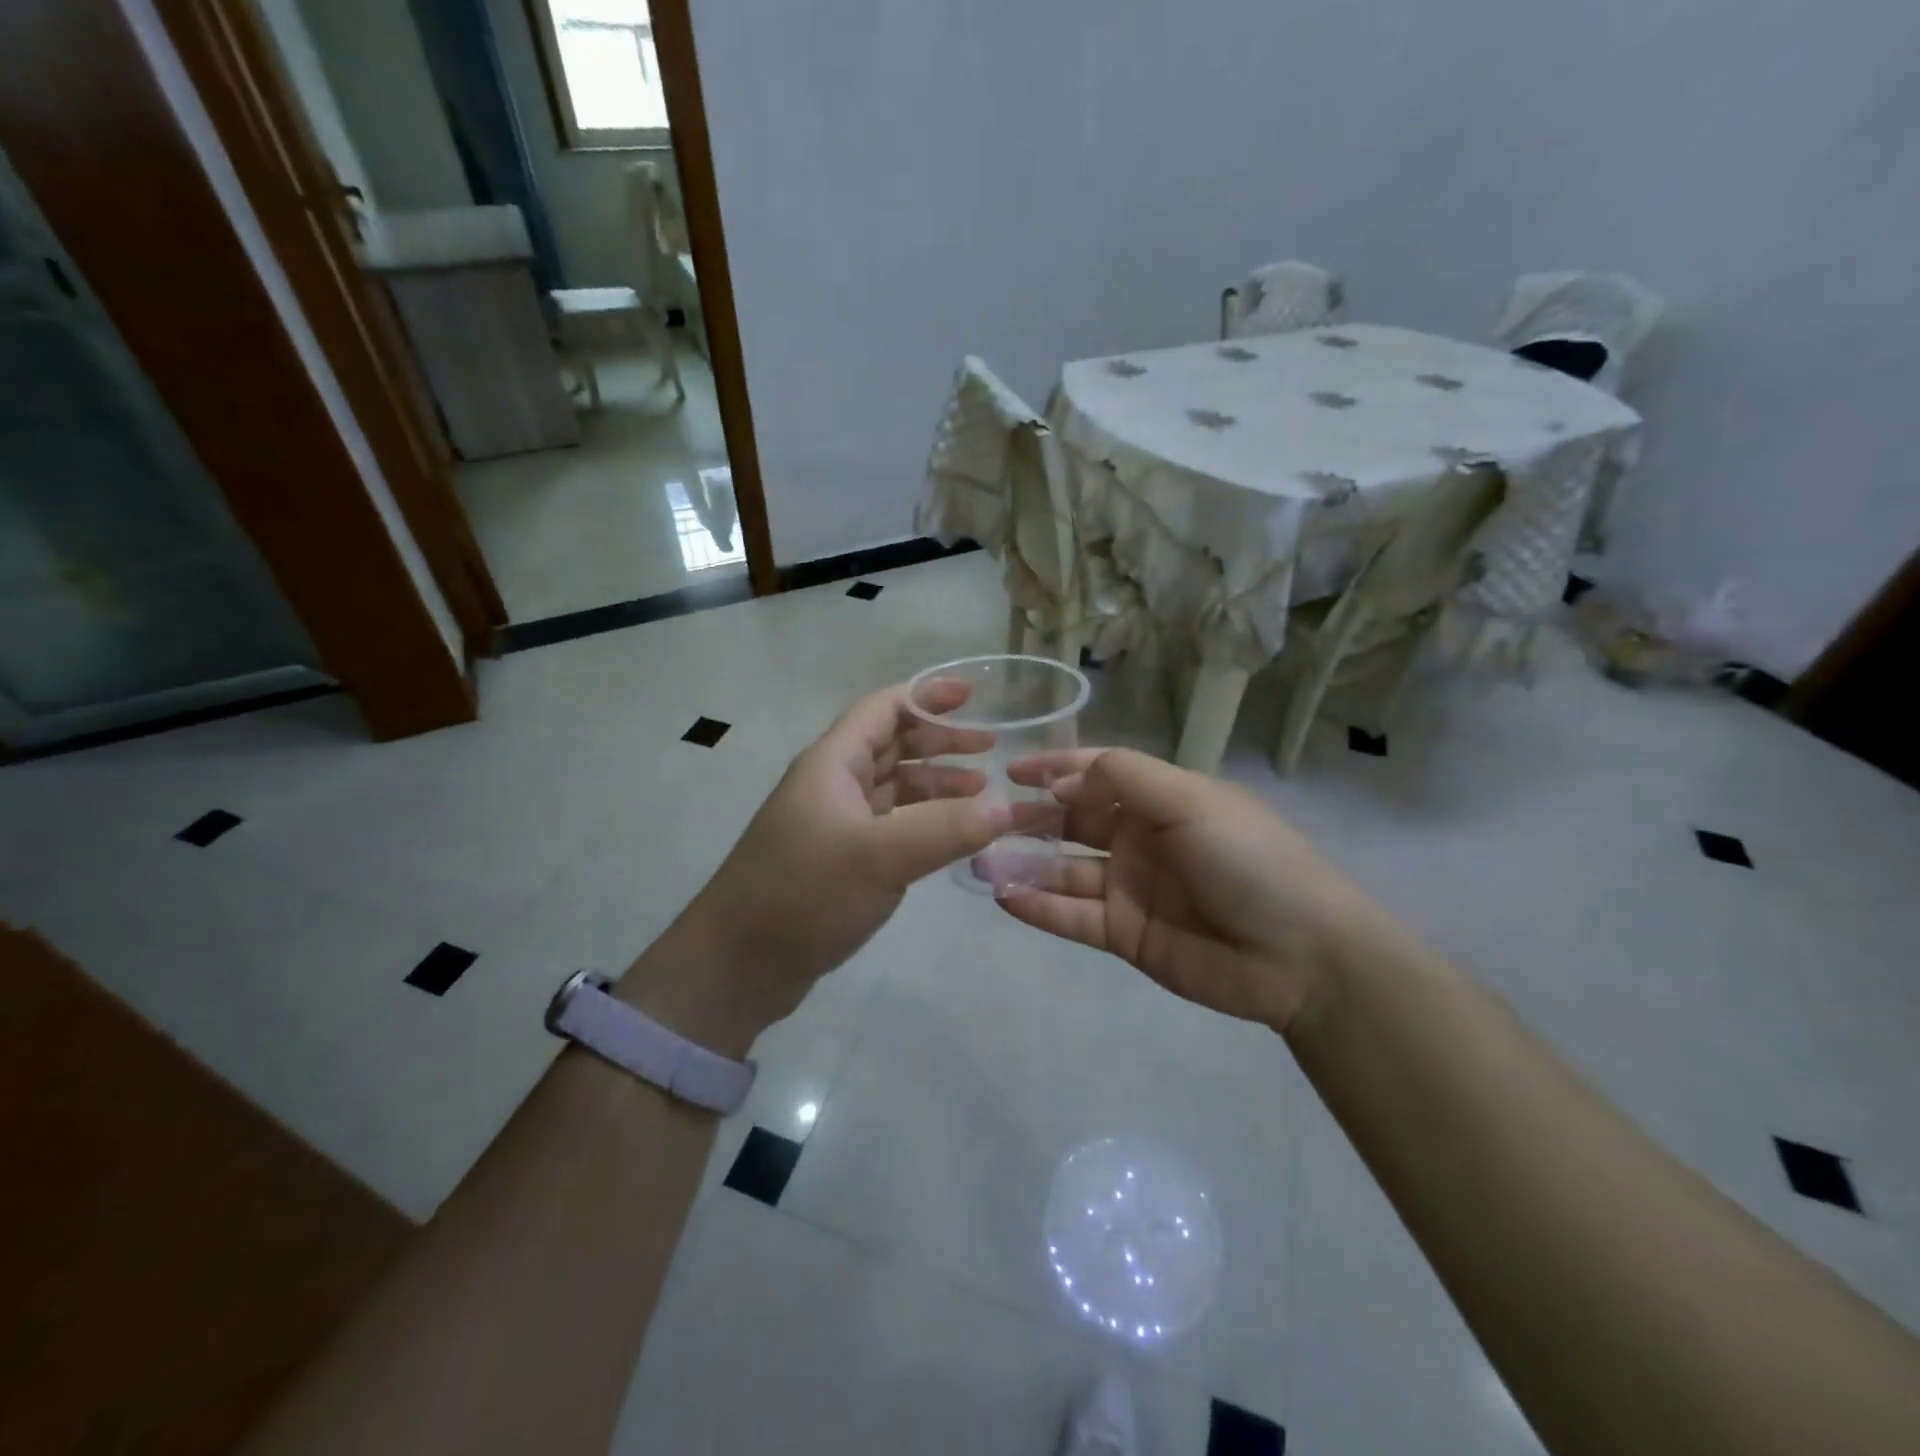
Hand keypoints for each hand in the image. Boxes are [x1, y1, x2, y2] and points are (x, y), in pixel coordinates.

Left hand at [615, 683, 1008, 1055]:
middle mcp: (832, 784)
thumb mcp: (880, 856)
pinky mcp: (839, 860)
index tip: (974, 695)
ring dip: (936, 783)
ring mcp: (834, 824)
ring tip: (982, 791)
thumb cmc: (803, 895)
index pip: (884, 709)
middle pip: (892, 745)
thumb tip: (1007, 807)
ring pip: (893, 787)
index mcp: (832, 763)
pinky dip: (923, 821)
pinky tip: (951, 837)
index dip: (928, 696)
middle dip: (941, 741)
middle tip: (991, 748)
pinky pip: (890, 825)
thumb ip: (947, 828)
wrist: (737, 965)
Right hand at [998, 748, 1382, 1032]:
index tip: (1013, 770)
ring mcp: (1131, 889)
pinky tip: (1004, 897)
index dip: (1058, 769)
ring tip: (981, 859)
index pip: (1100, 775)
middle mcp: (1141, 840)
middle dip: (1032, 817)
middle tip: (985, 818)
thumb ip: (1126, 779)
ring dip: (1025, 864)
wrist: (1301, 955)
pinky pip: (1073, 916)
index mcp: (1163, 801)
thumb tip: (1064, 778)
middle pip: (1074, 822)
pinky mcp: (1125, 934)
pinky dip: (1039, 907)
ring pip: (1065, 870)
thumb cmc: (1248, 859)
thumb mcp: (1192, 800)